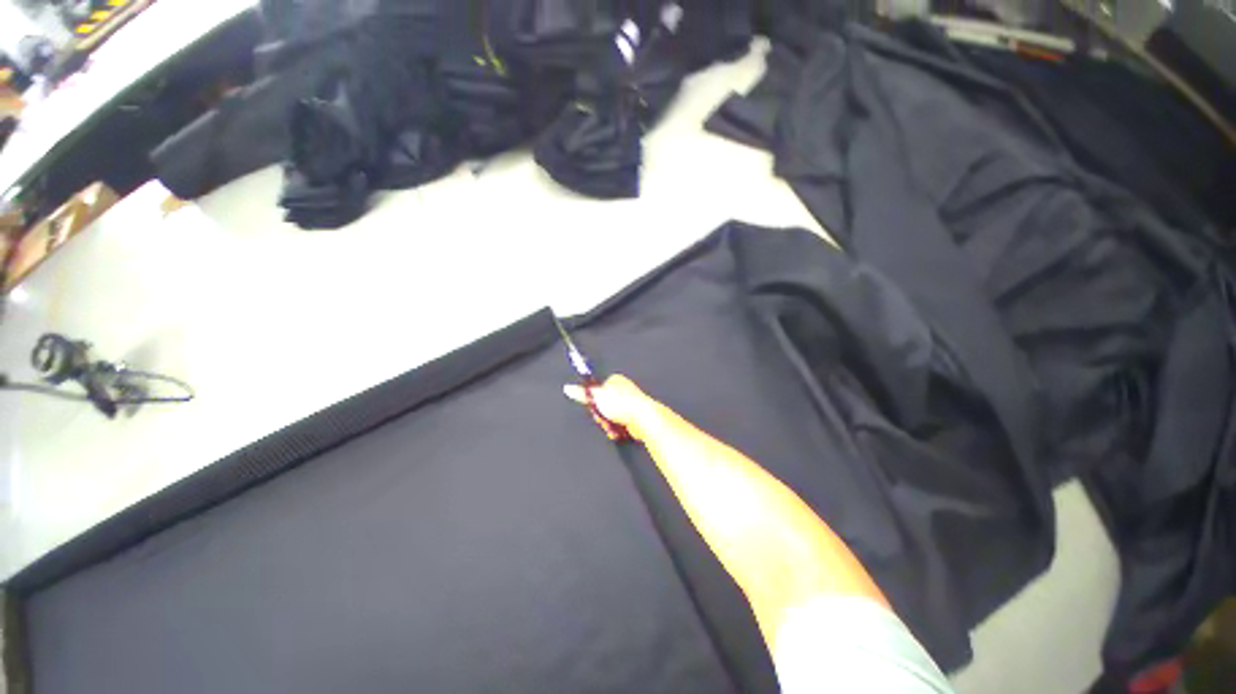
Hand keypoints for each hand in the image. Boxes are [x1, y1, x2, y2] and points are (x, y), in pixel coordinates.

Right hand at [562, 375, 660, 440]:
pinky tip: (619, 431)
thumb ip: (582, 394)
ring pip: (610, 417)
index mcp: (615, 380)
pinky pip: (619, 424)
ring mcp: (630, 403)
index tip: (593, 407)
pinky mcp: (634, 417)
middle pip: (603, 405)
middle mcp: (623, 390)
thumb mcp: (598, 397)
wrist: (643, 419)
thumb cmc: (622, 404)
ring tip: (612, 426)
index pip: (598, 390)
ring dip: (608, 424)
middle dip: (601, 415)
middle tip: (604, 418)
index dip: (593, 400)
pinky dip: (617, 429)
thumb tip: (568, 388)